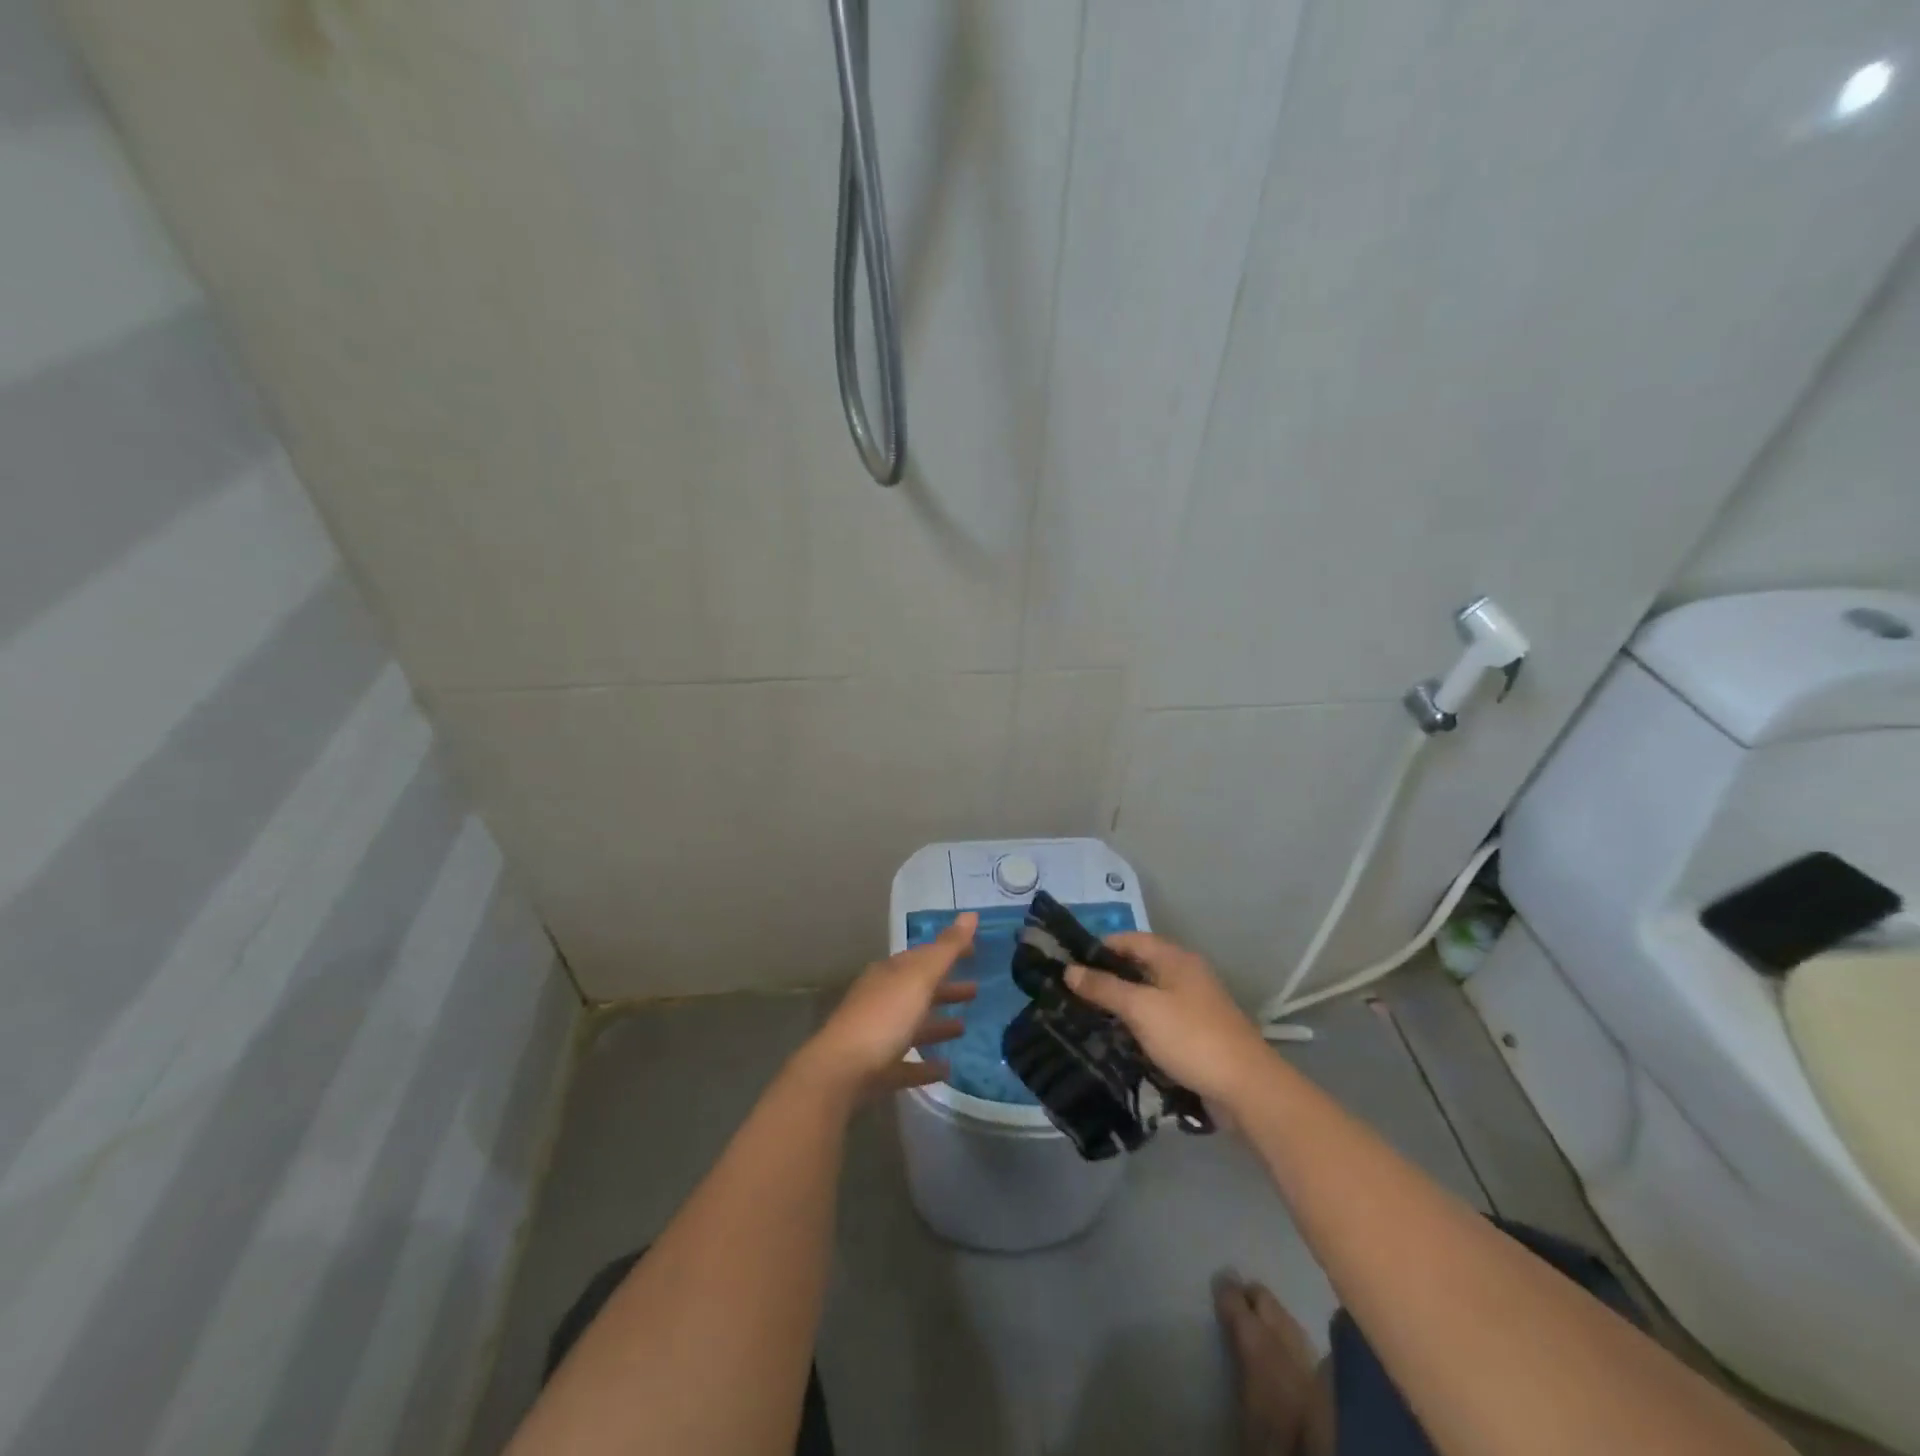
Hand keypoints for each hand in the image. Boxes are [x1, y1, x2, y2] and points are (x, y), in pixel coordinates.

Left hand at [796, 913, 978, 1101]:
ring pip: (912, 1025)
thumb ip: (947, 949)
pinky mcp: (877, 1070)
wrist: (841, 1071)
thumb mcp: (919, 977)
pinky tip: (946, 1069)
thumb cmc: (884, 1016)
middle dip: (945, 989)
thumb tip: (971, 914)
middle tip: (975, 990)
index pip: (923, 956)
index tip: (974, 951)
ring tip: (964, 1028)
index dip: (948, 951)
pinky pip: (907, 1063)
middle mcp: (882, 999)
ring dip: (938, 1025)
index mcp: (890, 974)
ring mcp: (877, 1035)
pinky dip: (926, 1065)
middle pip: (918, 990)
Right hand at [1064, 933, 1273, 1110]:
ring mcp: (1194, 1005)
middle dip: (1107, 977)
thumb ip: (1105, 988)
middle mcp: (1185, 974)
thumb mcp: (1141, 1009)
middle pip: (1139, 966)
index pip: (1130, 940)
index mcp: (1175, 958)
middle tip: (1072, 993)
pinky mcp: (1197, 1033)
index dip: (1100, 947)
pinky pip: (1159, 1020)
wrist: (1246, 1087)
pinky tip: (1118, 1040)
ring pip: (1148, 995)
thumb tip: (1069, 970)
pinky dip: (1138, 1025)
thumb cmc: (1190, 1037)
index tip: (1069, 963)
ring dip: (1121, 1004)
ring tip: (1087, 1016)